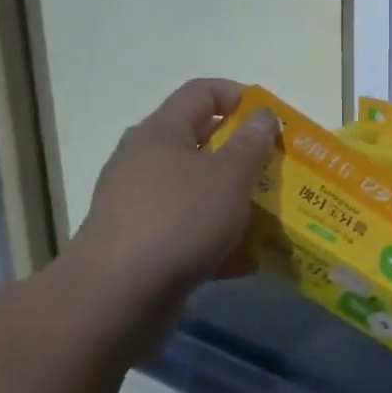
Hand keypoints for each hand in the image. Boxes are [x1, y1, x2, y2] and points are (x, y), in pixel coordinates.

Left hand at [63, 78, 277, 342]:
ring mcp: (140, 205)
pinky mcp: (141, 244)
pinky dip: (217, 240)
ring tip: (269, 216)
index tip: (272, 121)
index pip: (202, 92)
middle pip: (201, 142)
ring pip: (197, 190)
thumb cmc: (178, 221)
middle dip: (243, 154)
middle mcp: (145, 162)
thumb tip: (263, 116)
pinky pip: (188, 231)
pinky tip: (246, 260)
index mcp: (162, 132)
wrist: (114, 300)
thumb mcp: (228, 176)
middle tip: (277, 168)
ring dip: (234, 200)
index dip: (239, 96)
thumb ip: (251, 143)